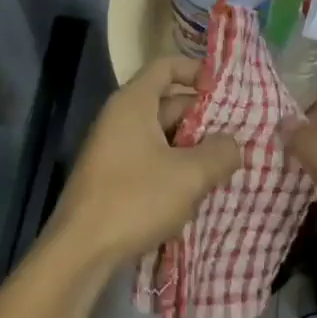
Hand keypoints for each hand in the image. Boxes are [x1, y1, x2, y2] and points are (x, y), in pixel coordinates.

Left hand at [49, 57, 241, 264]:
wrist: (80, 251)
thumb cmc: (135, 199)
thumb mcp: (190, 175)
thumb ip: (220, 152)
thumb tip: (233, 144)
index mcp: (133, 102)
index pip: (166, 66)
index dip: (197, 71)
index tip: (225, 91)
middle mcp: (120, 117)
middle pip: (167, 101)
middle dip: (202, 118)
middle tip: (236, 137)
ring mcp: (114, 147)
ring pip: (161, 135)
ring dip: (191, 147)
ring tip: (222, 167)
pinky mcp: (112, 176)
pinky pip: (150, 158)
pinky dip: (173, 167)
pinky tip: (194, 192)